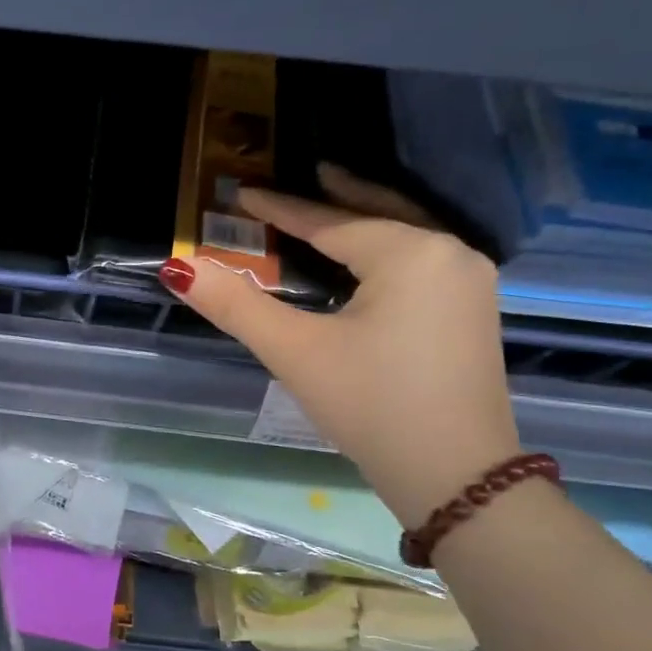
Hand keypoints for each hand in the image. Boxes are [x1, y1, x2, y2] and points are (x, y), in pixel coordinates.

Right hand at [160, 163, 519, 526]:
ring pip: (406, 234)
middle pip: (379, 213)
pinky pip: (421, 260)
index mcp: (410, 253)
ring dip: (365, 219)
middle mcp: (451, 254)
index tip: (242, 191)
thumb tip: (178, 267)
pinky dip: (386, 248)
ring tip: (333, 202)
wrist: (458, 478)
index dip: (280, 207)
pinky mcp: (473, 312)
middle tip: (305, 172)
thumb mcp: (295, 351)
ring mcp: (470, 284)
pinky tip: (369, 257)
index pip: (329, 222)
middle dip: (336, 195)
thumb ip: (236, 304)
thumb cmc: (371, 405)